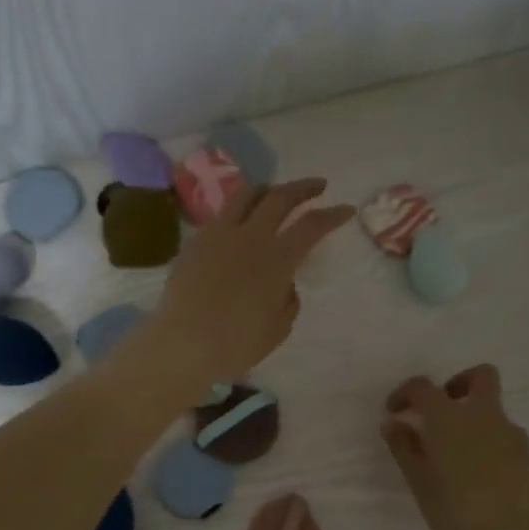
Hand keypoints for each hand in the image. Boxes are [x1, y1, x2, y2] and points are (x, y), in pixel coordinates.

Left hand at [145, 178, 354, 389]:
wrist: (183, 343)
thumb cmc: (236, 343)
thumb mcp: (277, 329)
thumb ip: (289, 301)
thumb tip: (286, 285)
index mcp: (277, 259)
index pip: (312, 225)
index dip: (333, 214)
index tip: (346, 209)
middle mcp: (250, 236)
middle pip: (280, 197)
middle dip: (303, 188)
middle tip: (317, 186)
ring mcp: (219, 235)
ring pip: (246, 196)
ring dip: (267, 189)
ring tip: (275, 192)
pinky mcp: (195, 242)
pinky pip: (221, 215)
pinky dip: (239, 211)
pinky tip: (239, 222)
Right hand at [382, 365, 528, 529]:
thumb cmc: (453, 510)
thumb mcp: (418, 481)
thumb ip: (403, 447)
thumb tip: (393, 423)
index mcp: (448, 418)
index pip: (423, 387)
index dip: (405, 393)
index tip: (396, 411)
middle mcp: (483, 415)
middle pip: (481, 376)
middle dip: (460, 383)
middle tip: (442, 410)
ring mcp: (511, 433)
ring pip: (494, 411)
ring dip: (475, 421)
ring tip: (459, 457)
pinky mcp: (528, 455)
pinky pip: (506, 437)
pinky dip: (491, 444)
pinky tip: (483, 475)